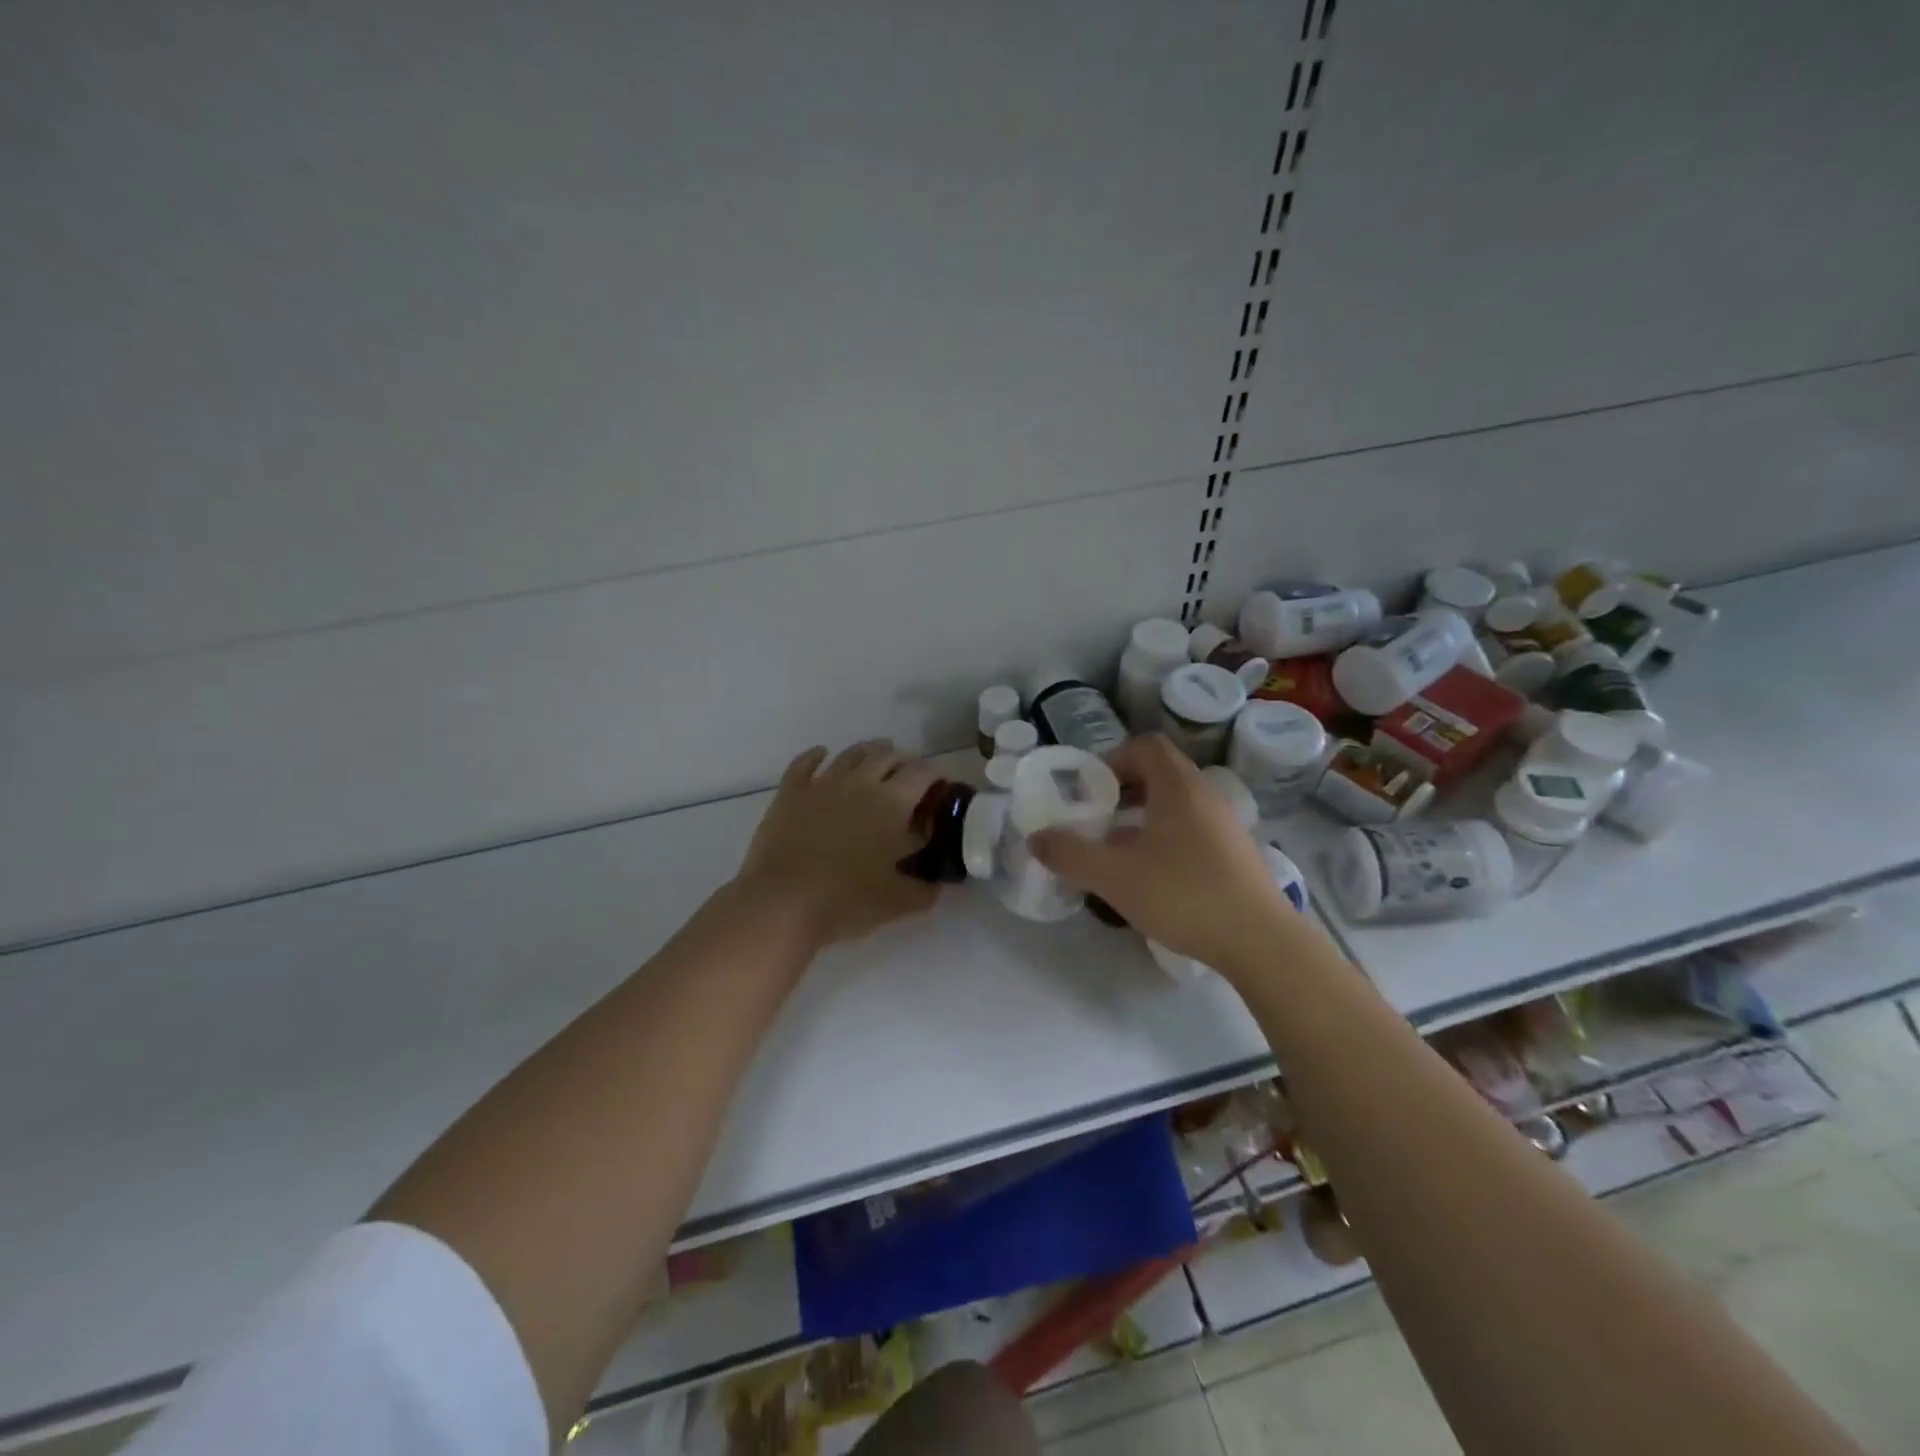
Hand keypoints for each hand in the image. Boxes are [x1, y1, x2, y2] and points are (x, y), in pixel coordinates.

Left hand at [734, 740, 942, 951]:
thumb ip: (924, 890)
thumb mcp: (897, 902)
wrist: (781, 904)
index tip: (940, 788)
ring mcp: (822, 783)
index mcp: (892, 803)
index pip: (922, 773)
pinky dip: (816, 755)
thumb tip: (937, 883)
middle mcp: (861, 782)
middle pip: (888, 755)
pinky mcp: (790, 793)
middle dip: (904, 761)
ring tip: (877, 757)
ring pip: (851, 754)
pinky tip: (822, 754)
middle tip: (909, 778)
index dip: (935, 776)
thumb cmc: (846, 902)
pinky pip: (805, 763)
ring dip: (868, 751)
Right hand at [1030, 735, 1296, 974]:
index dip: (1114, 758)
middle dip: (1124, 789)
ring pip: (1177, 803)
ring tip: (1120, 849)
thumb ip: (1070, 855)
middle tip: (1099, 817)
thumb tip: (1036, 838)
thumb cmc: (1183, 895)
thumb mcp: (1114, 876)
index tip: (1091, 789)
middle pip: (1161, 772)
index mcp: (1178, 787)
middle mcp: (1205, 795)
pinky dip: (1167, 836)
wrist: (1260, 941)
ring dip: (1144, 815)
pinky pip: (1193, 827)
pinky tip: (1154, 875)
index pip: (1146, 746)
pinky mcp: (1236, 852)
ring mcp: (1226, 824)